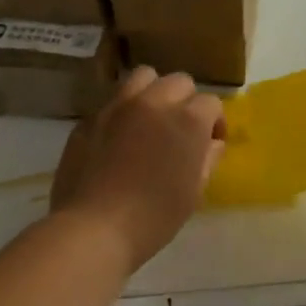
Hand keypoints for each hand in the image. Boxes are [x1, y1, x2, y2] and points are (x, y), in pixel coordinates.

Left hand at [49, 67, 223, 273]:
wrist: (94, 228)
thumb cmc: (154, 217)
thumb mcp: (194, 192)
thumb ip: (207, 160)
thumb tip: (212, 144)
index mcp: (188, 120)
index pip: (211, 103)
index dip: (215, 122)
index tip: (210, 143)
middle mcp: (155, 102)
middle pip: (179, 81)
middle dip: (186, 101)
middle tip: (180, 129)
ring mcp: (119, 105)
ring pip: (143, 77)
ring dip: (153, 92)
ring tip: (150, 118)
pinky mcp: (90, 118)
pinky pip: (113, 102)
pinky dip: (122, 112)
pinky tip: (118, 138)